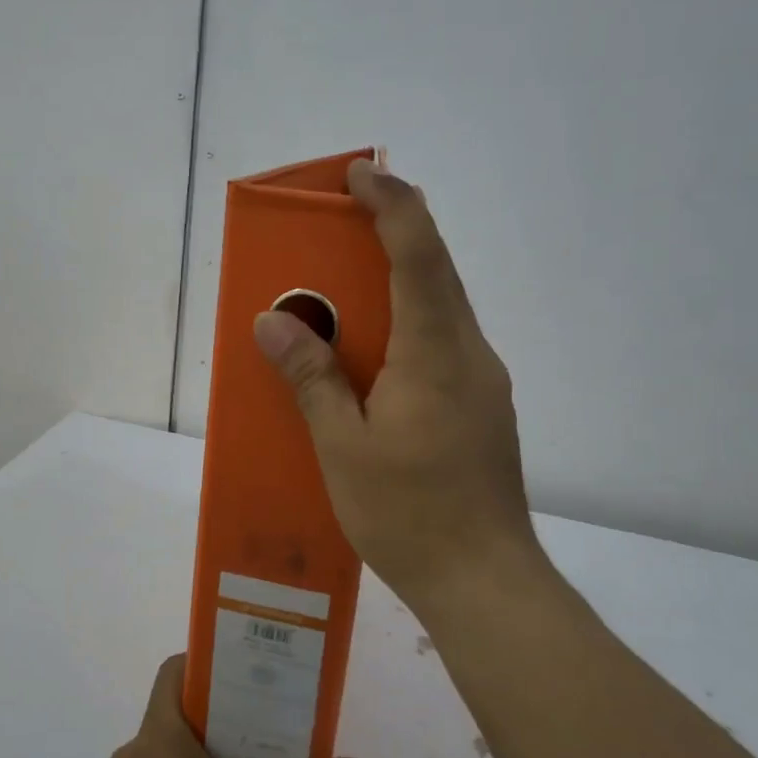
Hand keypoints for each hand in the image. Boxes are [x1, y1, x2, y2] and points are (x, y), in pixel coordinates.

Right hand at [253, 159, 542, 605]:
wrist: (485, 582)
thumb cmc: (409, 513)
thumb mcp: (342, 446)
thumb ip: (311, 378)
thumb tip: (272, 323)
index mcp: (437, 351)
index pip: (420, 253)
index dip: (392, 205)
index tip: (360, 174)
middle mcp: (469, 353)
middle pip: (435, 271)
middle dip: (391, 233)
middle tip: (341, 222)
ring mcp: (482, 382)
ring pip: (440, 309)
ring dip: (398, 281)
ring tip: (346, 289)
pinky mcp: (480, 407)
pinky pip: (441, 344)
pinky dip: (406, 324)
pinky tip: (372, 357)